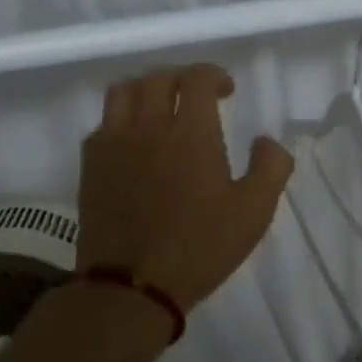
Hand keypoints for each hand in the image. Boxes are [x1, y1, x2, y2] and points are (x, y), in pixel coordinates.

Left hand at [77, 63, 293, 313]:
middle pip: (159, 77)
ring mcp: (113, 143)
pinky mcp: (91, 165)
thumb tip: (266, 140)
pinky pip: (103, 122)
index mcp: (191, 133)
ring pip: (124, 91)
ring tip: (162, 107)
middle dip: (182, 78)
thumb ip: (271, 167)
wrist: (132, 286)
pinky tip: (134, 140)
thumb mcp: (254, 212)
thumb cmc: (200, 247)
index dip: (214, 75)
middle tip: (197, 97)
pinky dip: (122, 118)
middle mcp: (149, 126)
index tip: (227, 90)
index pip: (197, 79)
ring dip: (147, 89)